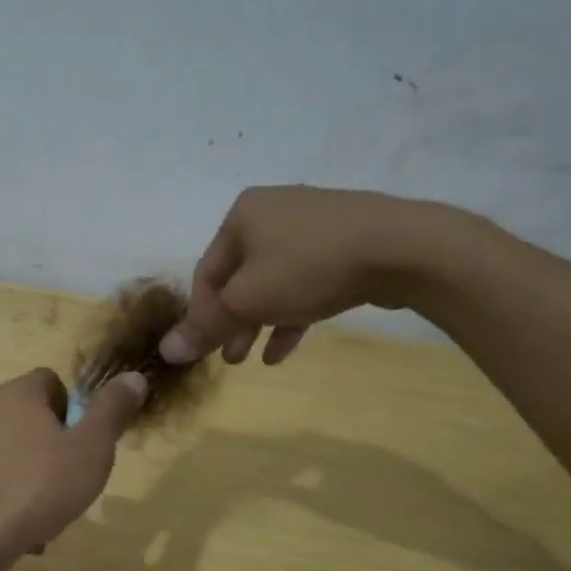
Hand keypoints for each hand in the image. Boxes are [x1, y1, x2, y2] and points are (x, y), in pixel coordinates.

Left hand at [0, 368, 146, 556]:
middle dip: (45, 448)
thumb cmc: (38, 486)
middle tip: (64, 484)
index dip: (70, 407)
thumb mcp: (91, 449)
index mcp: (16, 395)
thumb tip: (133, 376)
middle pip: (22, 420)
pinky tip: (7, 532)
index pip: (48, 381)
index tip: (80, 442)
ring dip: (21, 478)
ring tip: (39, 519)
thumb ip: (112, 411)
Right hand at [159, 186, 476, 365]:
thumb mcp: (247, 301)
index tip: (204, 350)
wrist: (403, 248)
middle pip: (239, 277)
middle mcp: (272, 212)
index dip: (201, 315)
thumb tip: (166, 351)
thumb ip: (205, 327)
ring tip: (251, 357)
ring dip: (259, 322)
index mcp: (242, 214)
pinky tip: (283, 349)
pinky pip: (305, 281)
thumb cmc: (308, 268)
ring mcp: (312, 225)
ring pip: (272, 282)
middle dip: (231, 322)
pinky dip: (291, 312)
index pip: (207, 272)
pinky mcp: (345, 242)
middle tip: (229, 358)